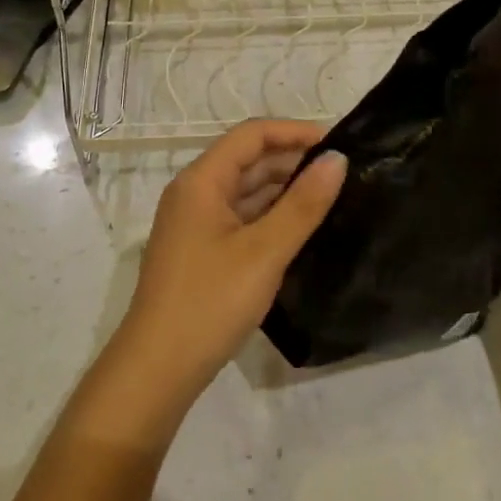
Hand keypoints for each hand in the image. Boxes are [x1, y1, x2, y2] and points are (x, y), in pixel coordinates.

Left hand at [114, 121, 346, 410]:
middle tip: (343, 173)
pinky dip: (270, 216)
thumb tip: (337, 159)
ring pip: (245, 191)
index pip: (251, 135)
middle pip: (247, 160)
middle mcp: (194, 193)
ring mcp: (194, 223)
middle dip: (292, 160)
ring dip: (283, 189)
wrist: (158, 369)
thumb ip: (303, 204)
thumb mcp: (264, 252)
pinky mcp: (200, 250)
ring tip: (331, 197)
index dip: (294, 132)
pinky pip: (240, 217)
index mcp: (201, 181)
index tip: (338, 143)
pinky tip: (301, 229)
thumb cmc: (210, 302)